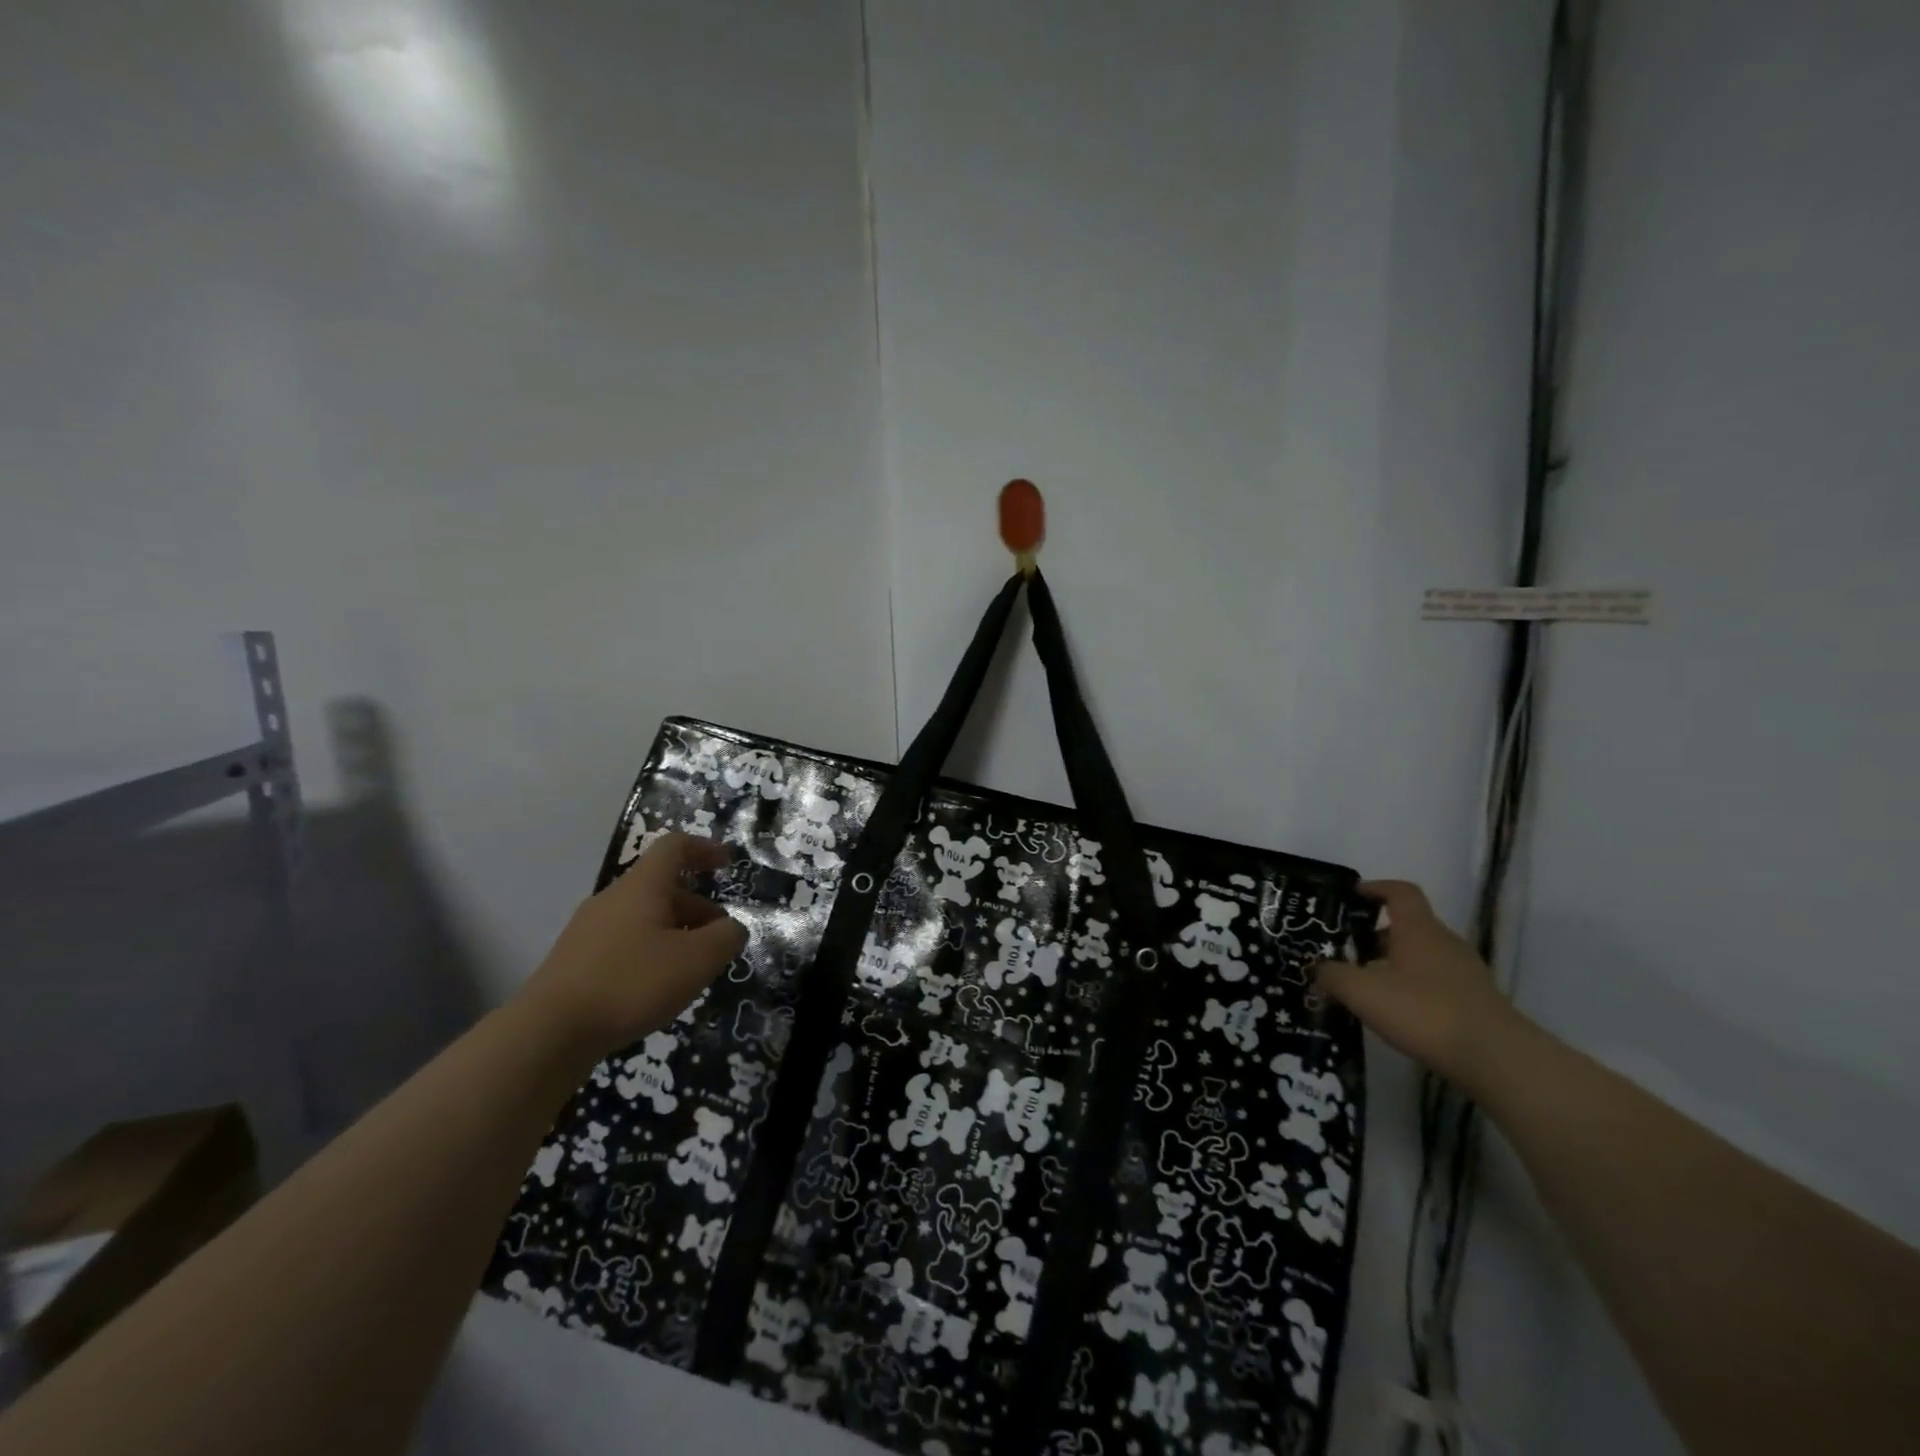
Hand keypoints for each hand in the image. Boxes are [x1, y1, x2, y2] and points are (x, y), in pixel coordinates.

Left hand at [517, 834, 747, 1061]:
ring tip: (692, 968)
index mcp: (641, 887)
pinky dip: (650, 951)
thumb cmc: (631, 983)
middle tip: (719, 938)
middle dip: (697, 906)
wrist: (549, 1033)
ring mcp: (589, 930)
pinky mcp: (575, 961)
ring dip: (676, 931)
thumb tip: (731, 928)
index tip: (727, 864)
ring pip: (643, 917)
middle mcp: (612, 899)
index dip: (704, 849)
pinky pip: (624, 942)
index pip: (674, 847)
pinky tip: (656, 987)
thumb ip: (725, 937)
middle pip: (661, 887)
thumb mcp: (696, 960)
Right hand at [1315, 879, 1524, 1093]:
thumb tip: (1319, 968)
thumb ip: (1333, 975)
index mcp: (1419, 929)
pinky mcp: (1476, 1001)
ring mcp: (1465, 973)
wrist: (1498, 1060)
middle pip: (1407, 926)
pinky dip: (1413, 988)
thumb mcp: (1362, 992)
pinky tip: (1396, 1013)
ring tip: (1365, 986)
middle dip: (1374, 935)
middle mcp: (1444, 942)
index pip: (1400, 892)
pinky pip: (1436, 982)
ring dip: (1392, 964)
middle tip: (1345, 951)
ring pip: (1421, 956)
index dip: (1375, 888)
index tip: (1351, 897)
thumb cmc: (1425, 1012)